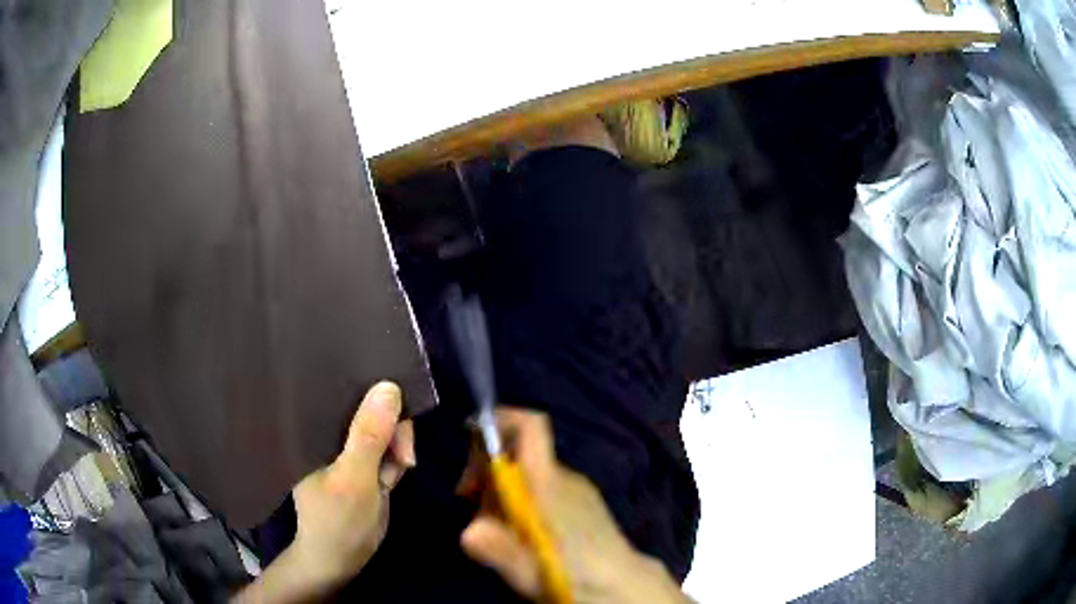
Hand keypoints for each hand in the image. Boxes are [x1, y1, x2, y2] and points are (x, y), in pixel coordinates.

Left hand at [233, 382, 414, 602]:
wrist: (339, 561)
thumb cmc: (337, 521)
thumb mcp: (355, 478)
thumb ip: (369, 436)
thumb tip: (389, 386)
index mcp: (312, 429)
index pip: (338, 390)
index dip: (370, 388)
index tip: (400, 401)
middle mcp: (327, 434)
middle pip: (365, 409)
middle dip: (392, 426)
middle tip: (405, 455)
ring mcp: (346, 451)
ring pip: (379, 429)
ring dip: (398, 444)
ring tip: (404, 464)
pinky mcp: (362, 466)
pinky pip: (385, 449)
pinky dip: (397, 458)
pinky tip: (402, 465)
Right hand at [459, 409, 688, 603]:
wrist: (625, 585)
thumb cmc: (578, 576)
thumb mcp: (532, 572)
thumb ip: (499, 551)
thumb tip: (468, 532)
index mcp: (550, 484)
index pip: (530, 426)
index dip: (499, 421)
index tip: (471, 448)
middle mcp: (565, 477)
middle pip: (519, 452)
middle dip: (488, 470)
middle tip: (472, 505)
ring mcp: (577, 489)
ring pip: (529, 473)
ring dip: (503, 490)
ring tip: (496, 528)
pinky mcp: (583, 503)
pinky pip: (544, 487)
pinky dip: (523, 499)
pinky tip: (522, 533)